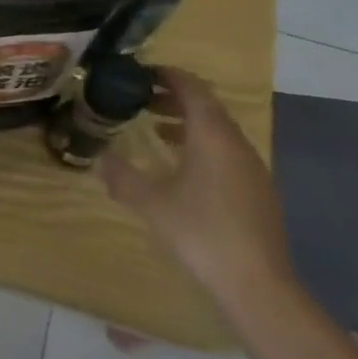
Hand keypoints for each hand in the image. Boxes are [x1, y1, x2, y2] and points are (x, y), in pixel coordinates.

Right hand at [99, 67, 294, 305]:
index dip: (169, 75)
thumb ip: (122, 177)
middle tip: (141, 99)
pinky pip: (226, 153)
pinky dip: (201, 146)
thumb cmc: (201, 233)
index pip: (192, 89)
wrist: (258, 287)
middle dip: (175, 98)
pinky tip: (182, 168)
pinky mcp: (257, 192)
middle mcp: (236, 144)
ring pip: (218, 131)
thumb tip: (99, 159)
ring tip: (157, 129)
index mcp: (212, 136)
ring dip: (188, 123)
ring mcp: (251, 169)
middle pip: (207, 107)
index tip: (143, 72)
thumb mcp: (151, 203)